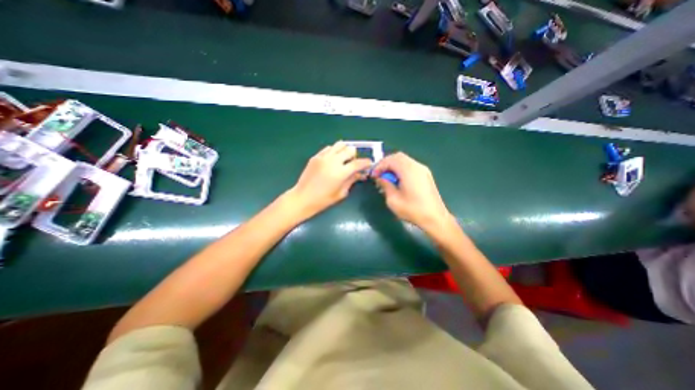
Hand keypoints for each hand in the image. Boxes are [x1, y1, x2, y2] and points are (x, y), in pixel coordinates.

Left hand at [287, 142, 374, 219]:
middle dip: (355, 156)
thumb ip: (352, 180)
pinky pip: (329, 148)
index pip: (358, 163)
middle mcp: (333, 161)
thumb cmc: (323, 200)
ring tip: (343, 160)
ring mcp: (323, 157)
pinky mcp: (316, 156)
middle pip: (350, 149)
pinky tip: (333, 160)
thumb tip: (360, 174)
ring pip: (339, 145)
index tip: (369, 164)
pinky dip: (334, 152)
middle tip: (353, 164)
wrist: (303, 198)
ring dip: (345, 151)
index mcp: (340, 172)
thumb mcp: (341, 193)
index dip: (366, 163)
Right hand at [372, 154, 453, 234]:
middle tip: (379, 174)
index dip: (380, 166)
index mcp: (408, 170)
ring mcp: (423, 170)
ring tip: (387, 178)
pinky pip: (410, 165)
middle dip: (386, 163)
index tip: (373, 175)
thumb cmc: (413, 210)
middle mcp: (417, 166)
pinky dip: (401, 169)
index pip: (391, 160)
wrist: (435, 218)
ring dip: (394, 166)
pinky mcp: (426, 175)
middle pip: (398, 156)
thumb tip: (380, 178)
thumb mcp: (393, 200)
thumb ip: (385, 185)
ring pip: (405, 160)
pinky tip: (398, 180)